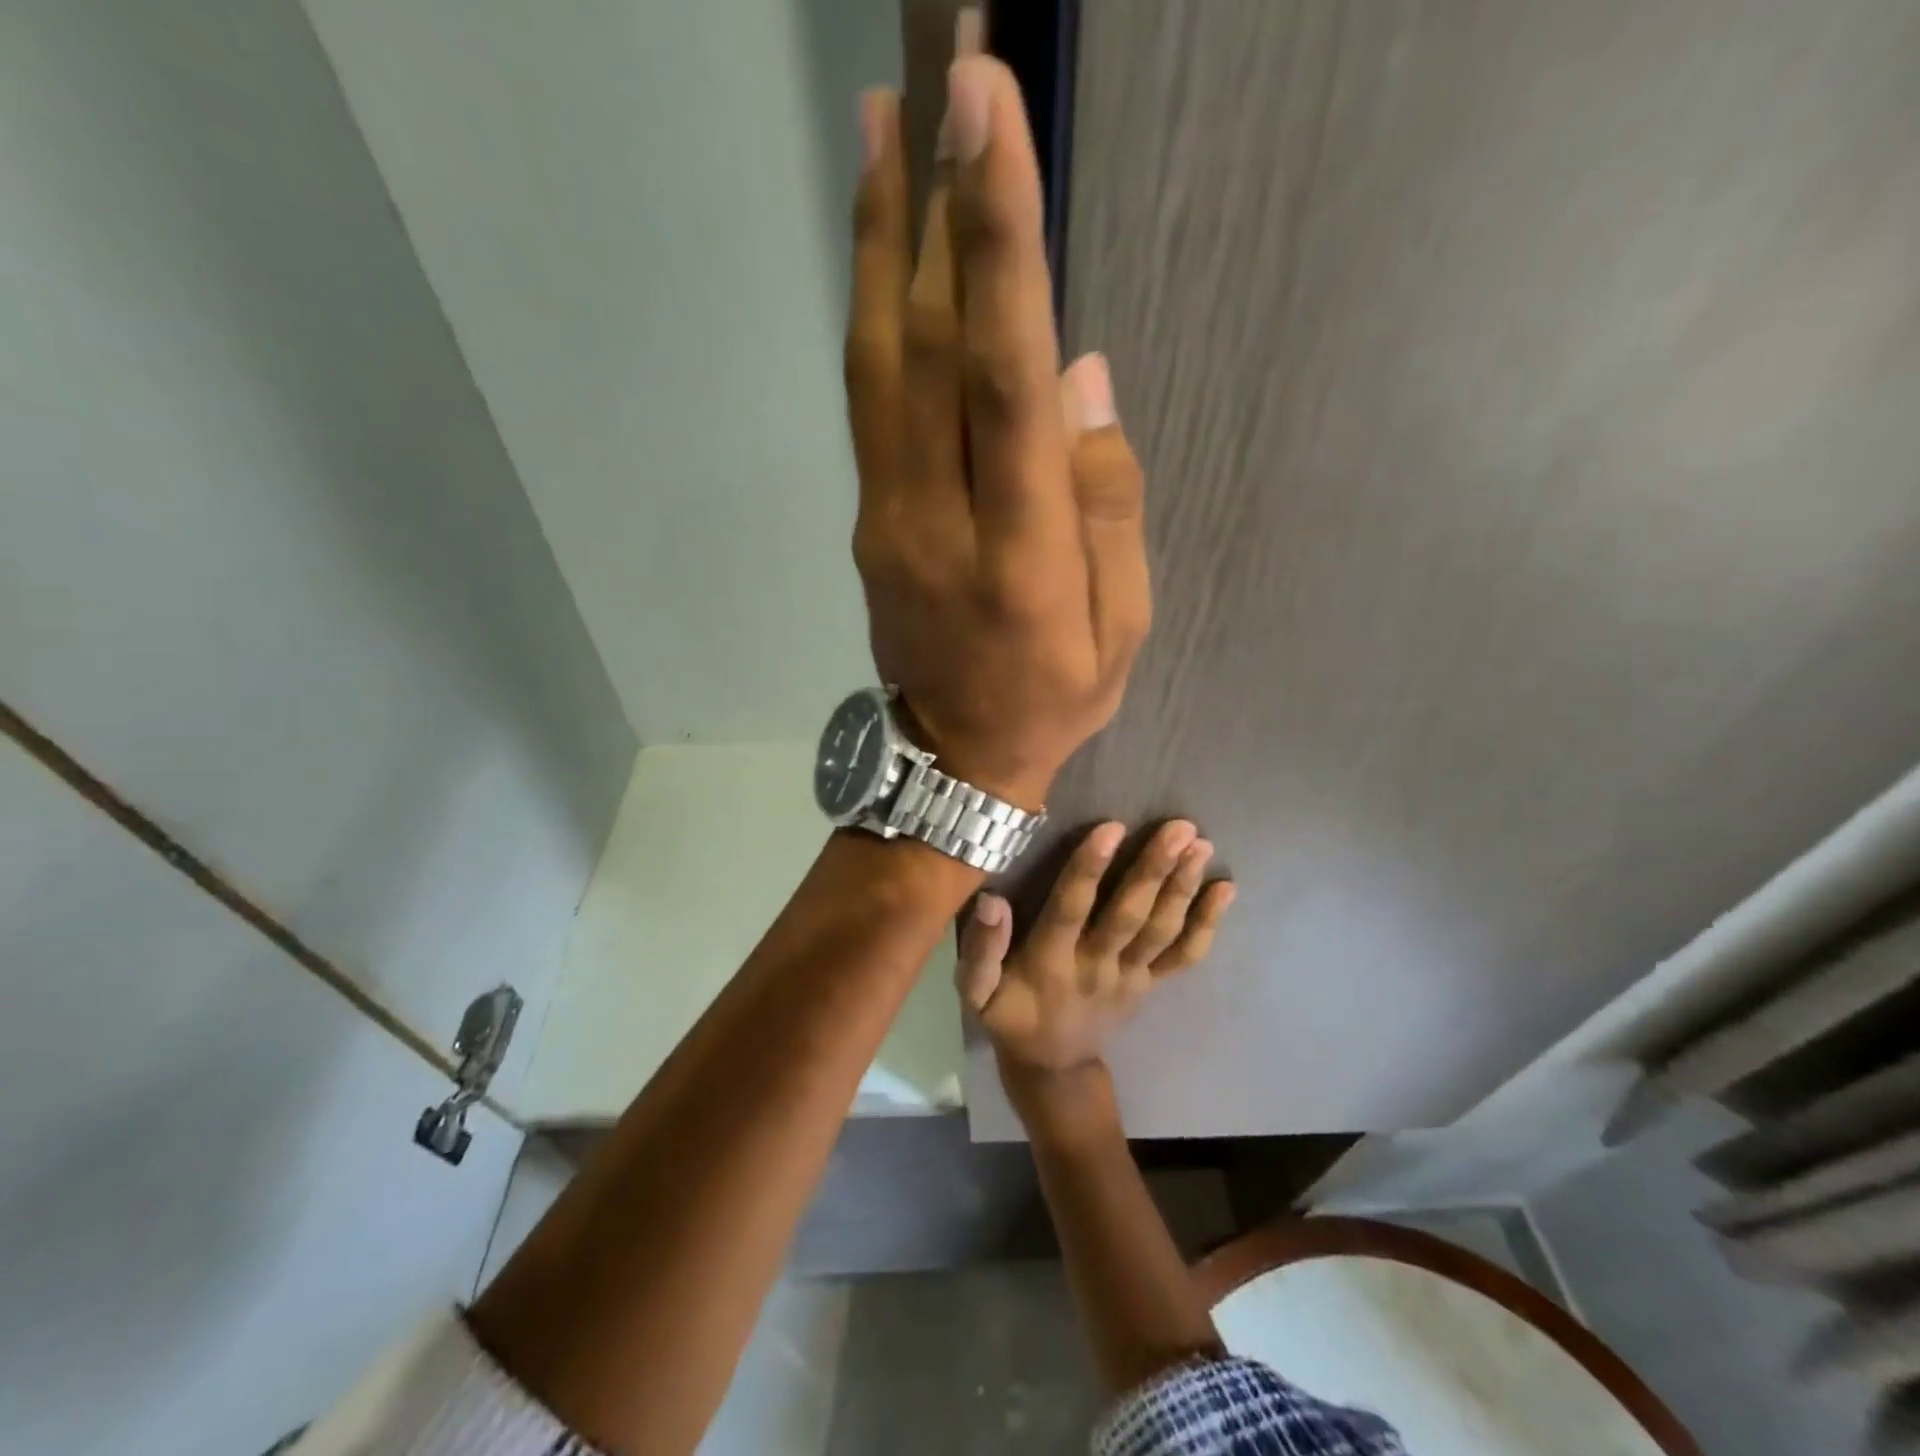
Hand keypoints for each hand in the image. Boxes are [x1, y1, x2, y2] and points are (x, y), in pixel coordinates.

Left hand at [845, 59, 1149, 809]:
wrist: (952, 756)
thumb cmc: (1051, 698)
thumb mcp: (1119, 628)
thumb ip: (1107, 505)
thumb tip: (1078, 379)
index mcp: (1019, 555)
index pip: (1002, 381)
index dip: (998, 247)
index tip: (988, 119)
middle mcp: (936, 520)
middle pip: (926, 349)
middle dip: (934, 205)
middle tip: (939, 74)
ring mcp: (886, 517)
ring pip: (878, 365)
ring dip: (882, 242)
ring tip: (885, 127)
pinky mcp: (867, 518)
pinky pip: (869, 403)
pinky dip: (874, 316)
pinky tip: (886, 257)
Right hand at [956, 820, 1234, 1088]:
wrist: (1054, 1069)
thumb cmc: (1010, 1016)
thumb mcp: (977, 992)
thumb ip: (981, 949)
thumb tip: (991, 900)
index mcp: (1049, 962)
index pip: (1070, 909)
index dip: (1089, 869)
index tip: (1112, 828)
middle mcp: (1095, 965)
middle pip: (1128, 915)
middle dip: (1154, 870)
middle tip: (1180, 828)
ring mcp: (1130, 976)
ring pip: (1161, 931)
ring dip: (1182, 887)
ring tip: (1201, 846)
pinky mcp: (1150, 984)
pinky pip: (1183, 957)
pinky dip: (1207, 924)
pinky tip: (1226, 890)